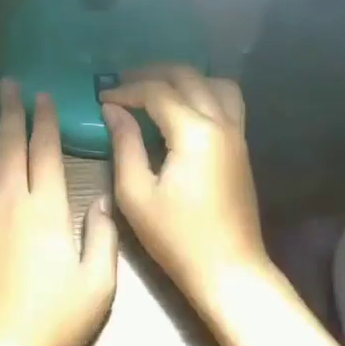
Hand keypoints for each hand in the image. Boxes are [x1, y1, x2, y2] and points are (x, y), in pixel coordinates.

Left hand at [0, 81, 118, 345]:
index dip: (44, 121)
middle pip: (8, 146)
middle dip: (11, 113)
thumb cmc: (52, 320)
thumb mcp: (97, 285)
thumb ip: (102, 236)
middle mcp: (8, 202)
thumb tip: (99, 198)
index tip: (43, 97)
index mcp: (45, 208)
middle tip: (9, 86)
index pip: (44, 151)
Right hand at [99, 66, 270, 310]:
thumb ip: (124, 144)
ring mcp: (237, 133)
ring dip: (183, 78)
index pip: (157, 92)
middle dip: (152, 74)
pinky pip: (228, 101)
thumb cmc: (178, 238)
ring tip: (155, 89)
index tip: (102, 98)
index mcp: (194, 133)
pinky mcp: (242, 146)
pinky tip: (184, 107)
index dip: (126, 90)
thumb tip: (113, 110)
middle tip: (123, 83)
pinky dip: (205, 91)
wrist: (230, 271)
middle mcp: (220, 123)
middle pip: (187, 76)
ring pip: (213, 82)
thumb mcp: (137, 194)